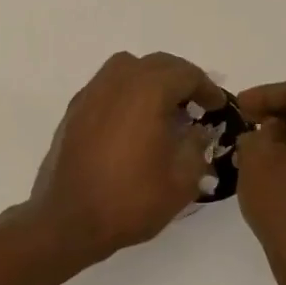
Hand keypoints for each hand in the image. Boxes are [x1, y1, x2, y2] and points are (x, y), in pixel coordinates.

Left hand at [28, 51, 224, 262]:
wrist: (69, 220)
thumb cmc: (130, 200)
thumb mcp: (181, 180)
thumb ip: (196, 146)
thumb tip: (198, 130)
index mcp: (146, 93)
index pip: (185, 73)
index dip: (206, 88)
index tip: (216, 107)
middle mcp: (115, 84)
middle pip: (155, 64)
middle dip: (180, 78)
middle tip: (195, 104)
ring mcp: (89, 95)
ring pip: (125, 68)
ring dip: (149, 79)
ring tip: (163, 108)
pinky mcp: (73, 112)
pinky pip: (105, 86)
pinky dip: (124, 92)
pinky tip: (132, 121)